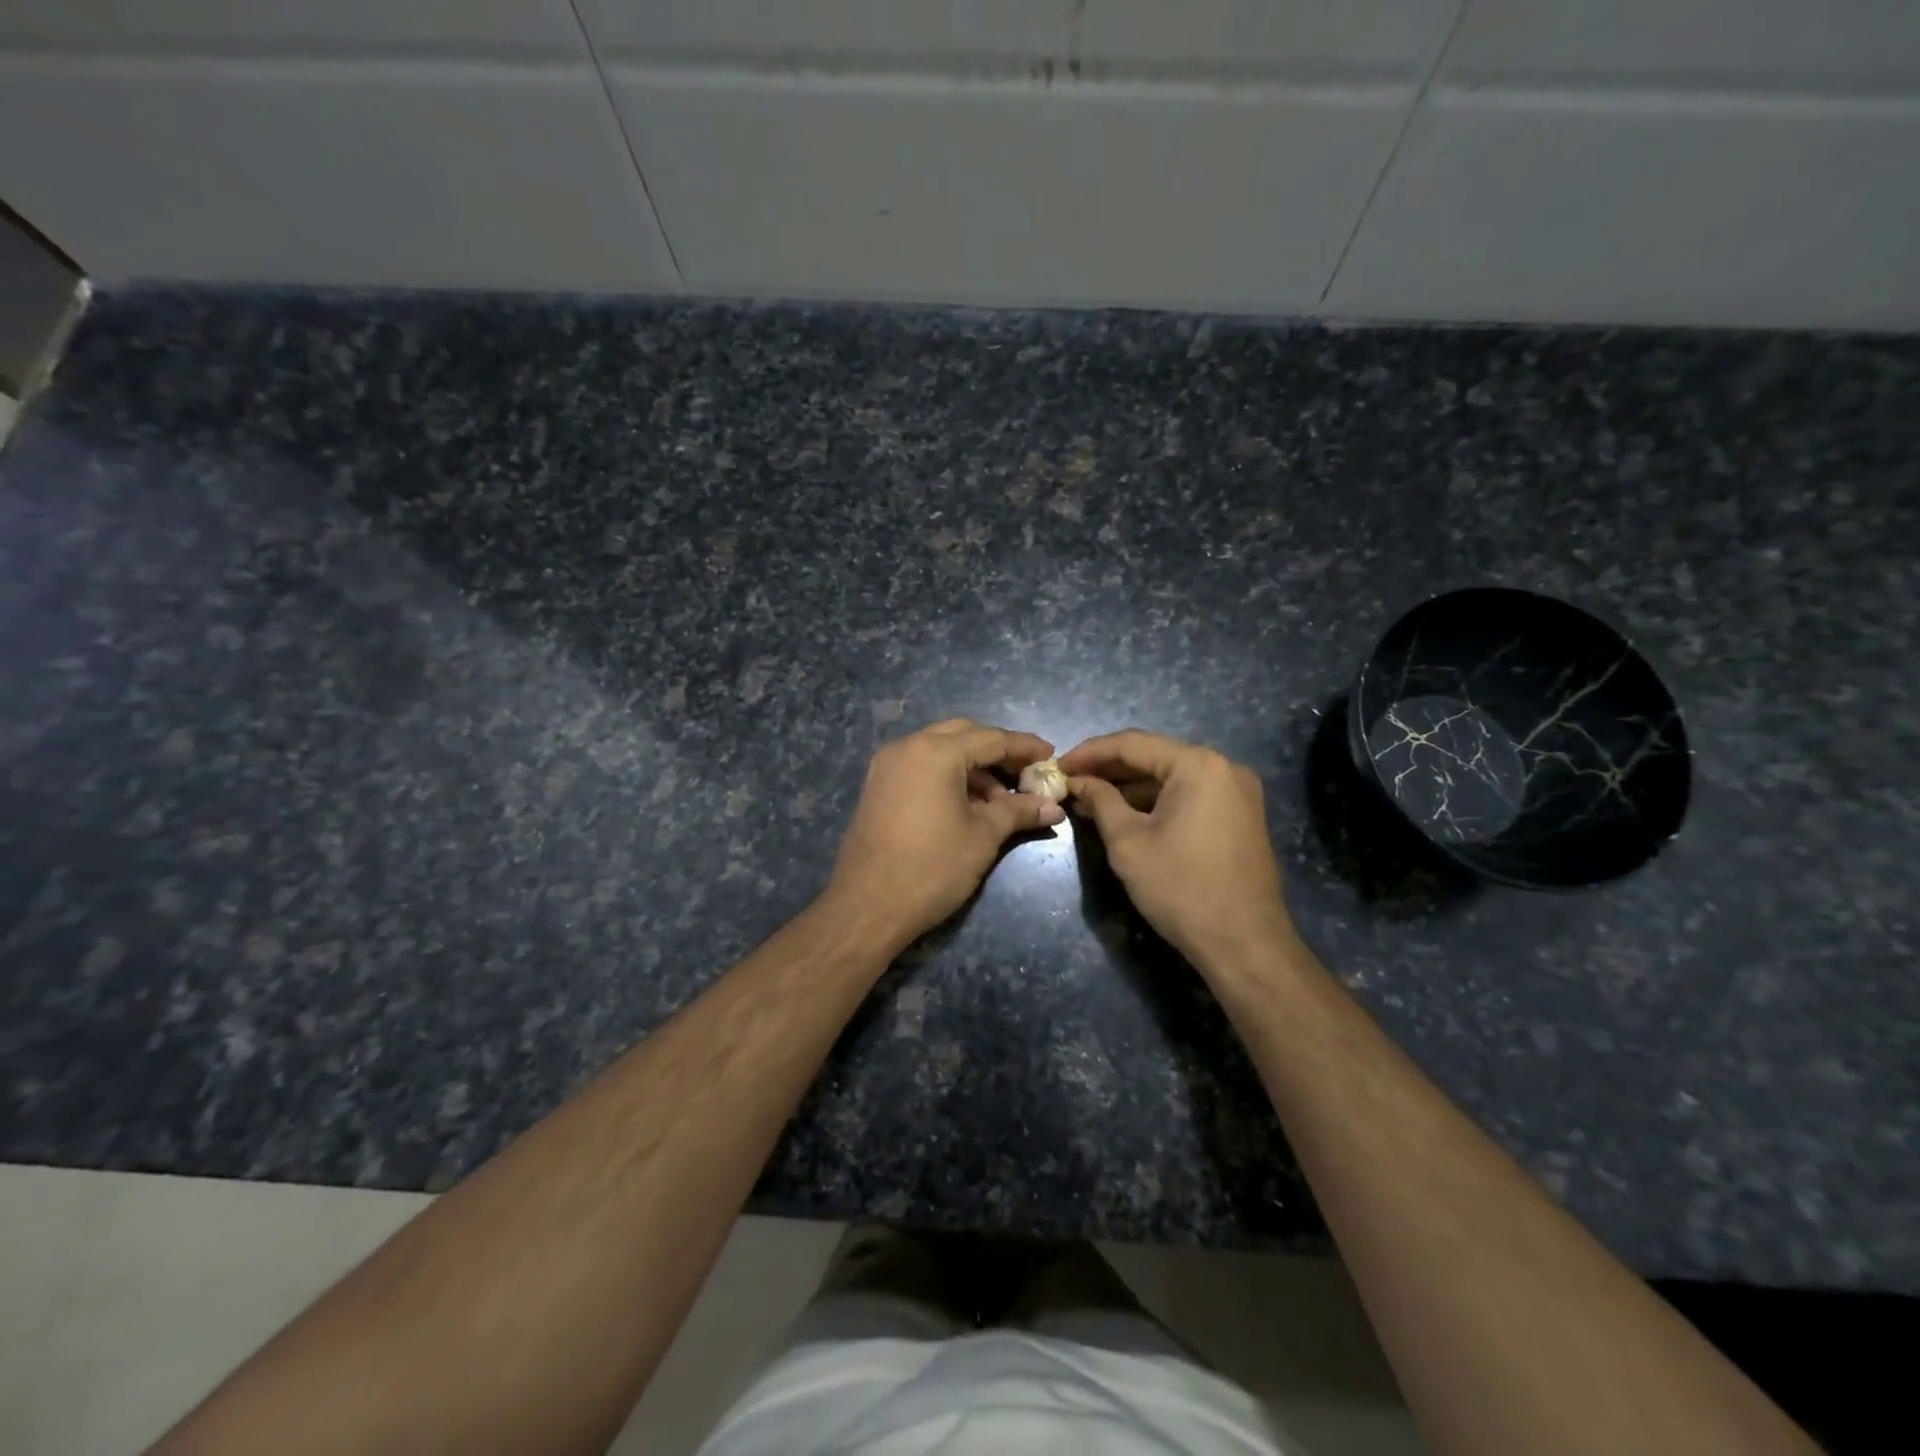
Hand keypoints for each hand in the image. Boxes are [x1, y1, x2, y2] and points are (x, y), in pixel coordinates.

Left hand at [823, 719, 1064, 952]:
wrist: (867, 907)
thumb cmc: (932, 867)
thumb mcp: (983, 836)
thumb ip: (1018, 811)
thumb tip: (1054, 806)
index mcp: (935, 752)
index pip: (991, 738)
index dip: (1025, 747)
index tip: (1051, 756)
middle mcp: (907, 747)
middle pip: (963, 735)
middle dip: (996, 753)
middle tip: (1025, 776)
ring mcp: (887, 766)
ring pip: (939, 750)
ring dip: (972, 767)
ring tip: (1000, 802)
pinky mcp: (877, 786)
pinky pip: (920, 767)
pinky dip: (947, 776)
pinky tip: (967, 806)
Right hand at [1059, 729, 1295, 973]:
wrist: (1246, 944)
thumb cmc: (1182, 889)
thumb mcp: (1128, 843)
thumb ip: (1100, 801)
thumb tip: (1079, 781)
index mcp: (1198, 765)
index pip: (1132, 744)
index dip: (1089, 753)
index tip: (1057, 766)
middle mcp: (1224, 767)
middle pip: (1154, 757)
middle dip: (1109, 770)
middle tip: (1070, 783)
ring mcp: (1237, 792)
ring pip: (1171, 778)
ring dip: (1130, 788)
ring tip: (1089, 801)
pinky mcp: (1240, 816)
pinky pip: (1189, 796)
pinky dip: (1156, 802)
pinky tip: (1124, 815)